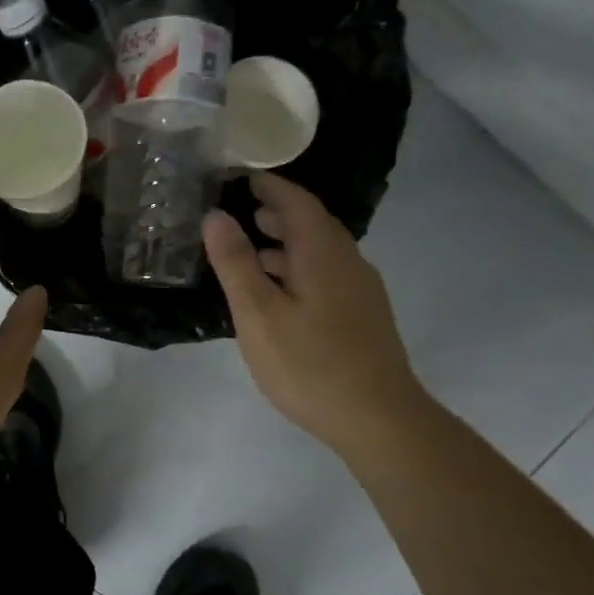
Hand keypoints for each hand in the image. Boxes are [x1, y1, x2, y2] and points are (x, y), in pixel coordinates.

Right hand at [204, 173, 429, 461]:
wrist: (377, 418)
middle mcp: (348, 261)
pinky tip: (281, 294)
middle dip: (277, 213)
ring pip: (321, 252)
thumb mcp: (258, 314)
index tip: (241, 177)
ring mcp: (361, 290)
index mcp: (322, 252)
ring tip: (253, 252)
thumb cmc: (309, 364)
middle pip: (312, 223)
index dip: (269, 186)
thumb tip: (215, 216)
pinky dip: (300, 269)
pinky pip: (327, 274)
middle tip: (242, 212)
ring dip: (287, 244)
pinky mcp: (364, 316)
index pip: (296, 201)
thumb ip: (235, 263)